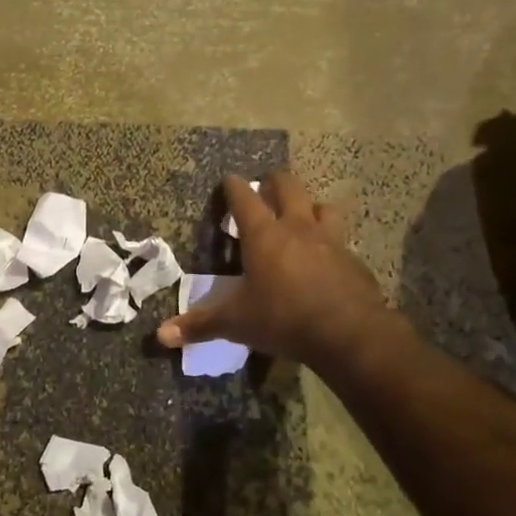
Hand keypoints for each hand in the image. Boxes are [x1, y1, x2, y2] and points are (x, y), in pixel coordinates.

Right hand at [155, 170, 396, 364]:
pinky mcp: (353, 260)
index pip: (245, 199)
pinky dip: (331, 242)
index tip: (229, 179)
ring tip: (303, 214)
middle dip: (276, 182)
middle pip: (289, 188)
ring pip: (322, 207)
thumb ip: (200, 325)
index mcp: (264, 236)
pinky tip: (327, 258)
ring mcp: (331, 241)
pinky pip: (341, 240)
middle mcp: (297, 228)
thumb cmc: (282, 318)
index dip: (234, 187)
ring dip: (310, 206)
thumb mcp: (235, 322)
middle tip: (267, 184)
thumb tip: (162, 336)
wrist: (347, 332)